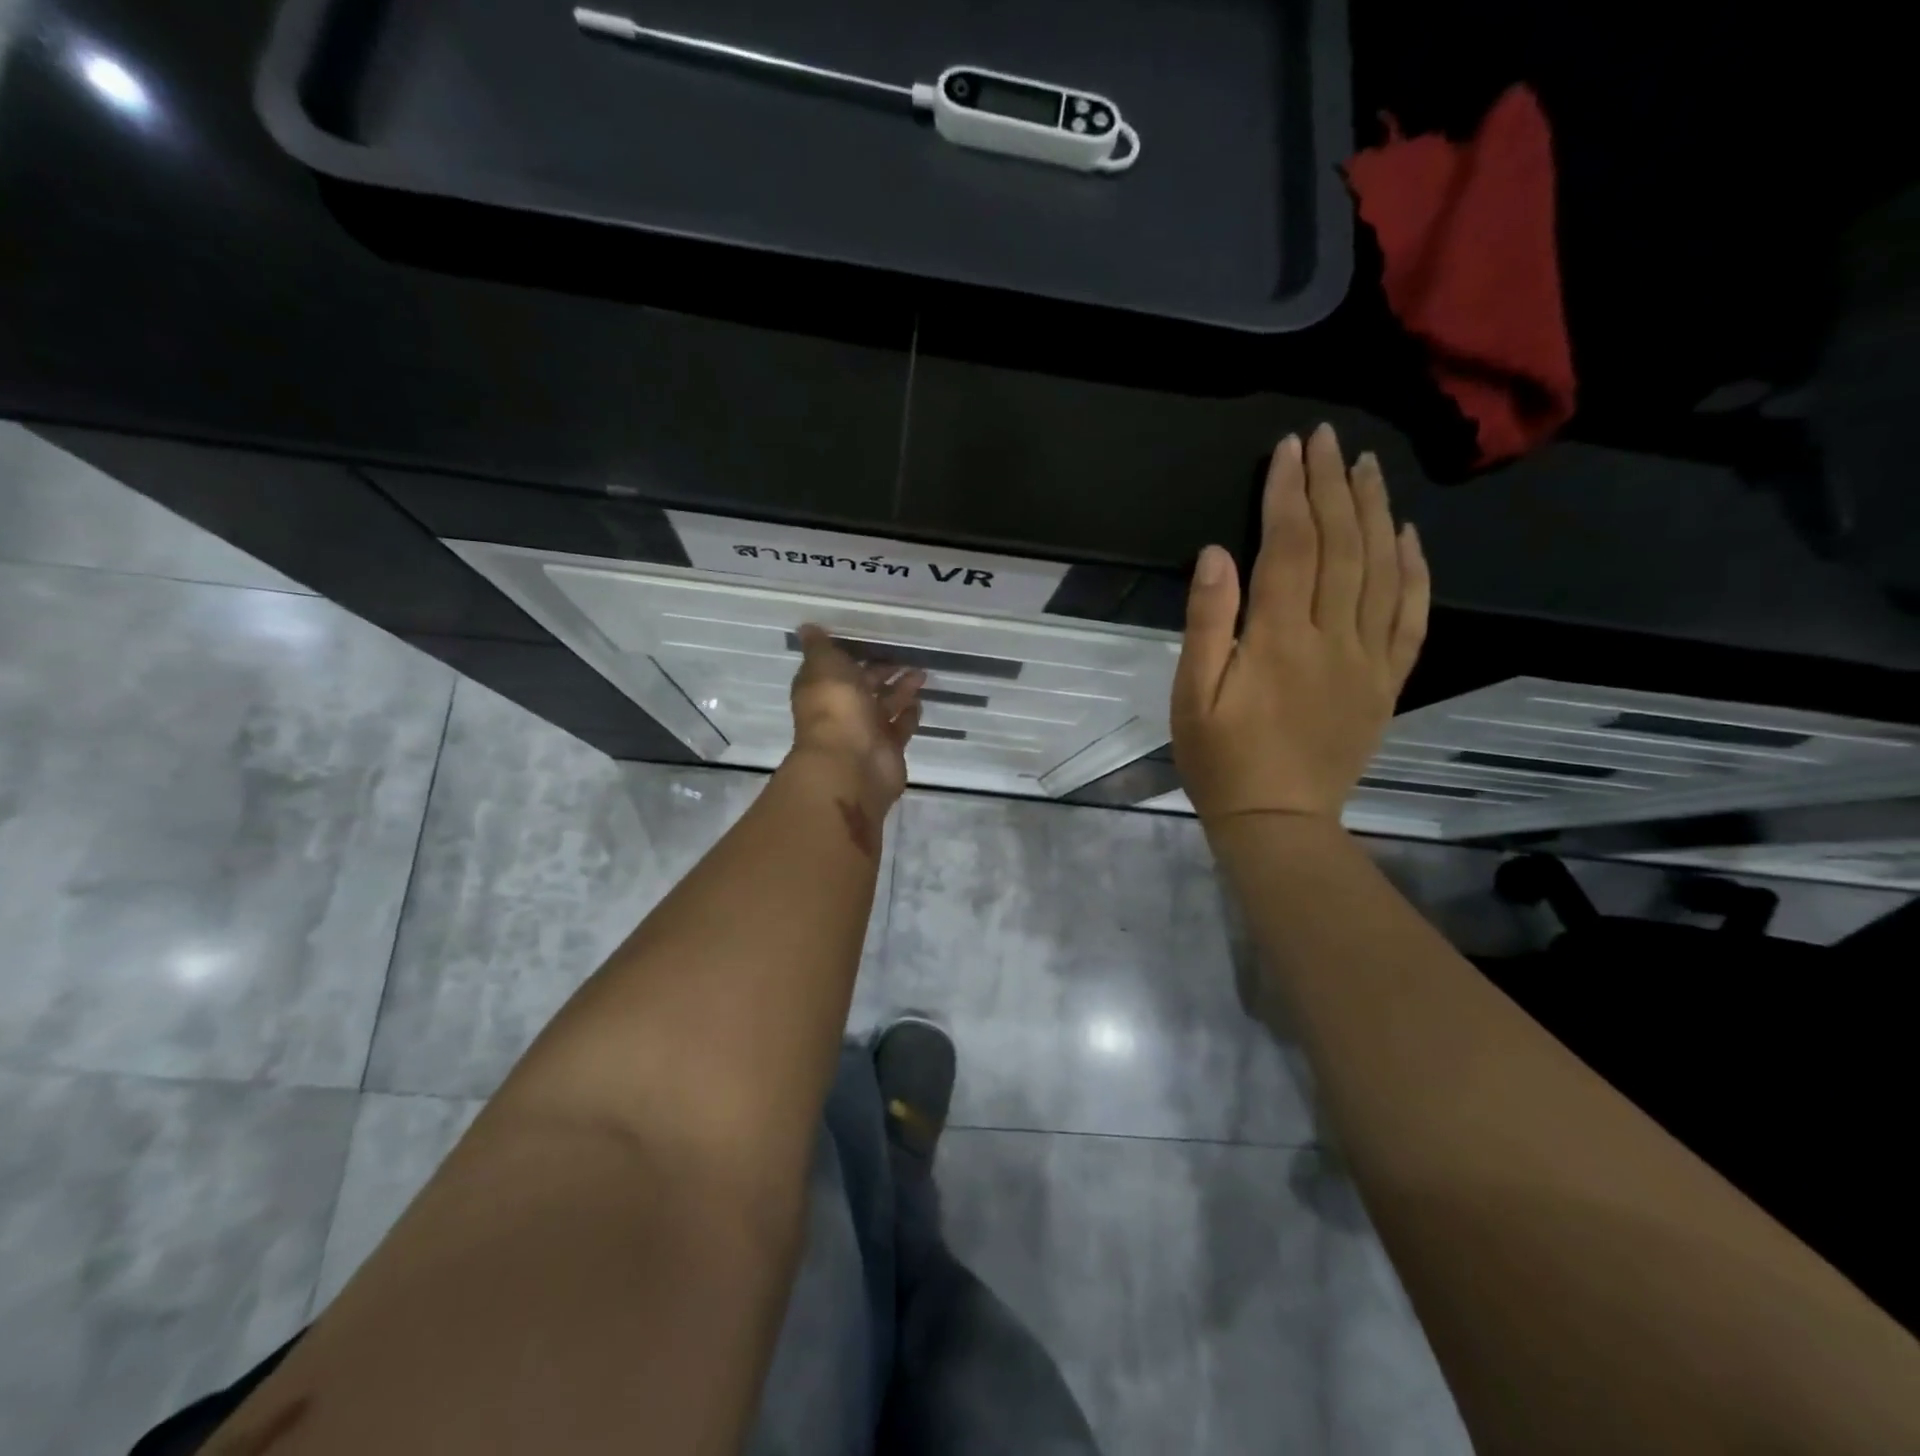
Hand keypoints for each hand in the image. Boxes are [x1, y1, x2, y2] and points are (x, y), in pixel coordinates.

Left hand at [788, 624, 925, 809]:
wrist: (852, 763)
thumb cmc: (836, 708)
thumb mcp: (824, 666)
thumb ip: (820, 647)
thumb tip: (806, 627)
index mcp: (822, 689)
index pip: (834, 667)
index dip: (850, 654)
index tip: (870, 638)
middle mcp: (842, 710)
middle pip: (863, 686)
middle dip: (881, 670)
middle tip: (905, 653)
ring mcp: (866, 731)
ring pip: (884, 704)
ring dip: (901, 689)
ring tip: (921, 672)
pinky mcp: (889, 748)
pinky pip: (900, 727)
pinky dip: (909, 714)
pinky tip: (920, 701)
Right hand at [1172, 423, 1429, 824]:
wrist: (1278, 820)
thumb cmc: (1221, 761)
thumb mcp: (1191, 697)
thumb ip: (1206, 624)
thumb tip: (1216, 554)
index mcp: (1278, 640)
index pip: (1289, 547)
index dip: (1288, 493)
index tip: (1289, 449)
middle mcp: (1332, 638)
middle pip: (1340, 546)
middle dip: (1331, 487)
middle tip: (1327, 440)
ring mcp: (1368, 659)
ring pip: (1381, 570)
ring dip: (1375, 512)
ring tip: (1366, 468)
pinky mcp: (1387, 681)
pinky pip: (1411, 617)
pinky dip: (1414, 571)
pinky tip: (1409, 536)